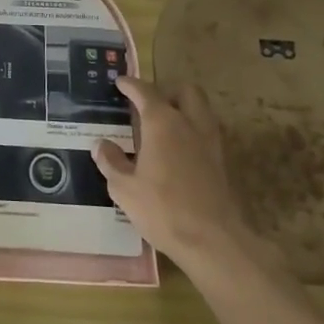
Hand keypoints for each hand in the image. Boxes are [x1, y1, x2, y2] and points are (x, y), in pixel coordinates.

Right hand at [93, 77, 286, 276]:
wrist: (213, 241)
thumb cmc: (163, 209)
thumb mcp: (124, 188)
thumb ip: (111, 162)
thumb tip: (102, 145)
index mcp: (162, 123)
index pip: (145, 92)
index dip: (131, 84)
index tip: (120, 82)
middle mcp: (189, 124)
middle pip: (185, 91)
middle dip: (167, 91)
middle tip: (149, 104)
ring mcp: (210, 142)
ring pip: (201, 110)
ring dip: (184, 109)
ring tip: (164, 126)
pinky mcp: (221, 163)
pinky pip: (206, 133)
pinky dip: (192, 131)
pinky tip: (178, 151)